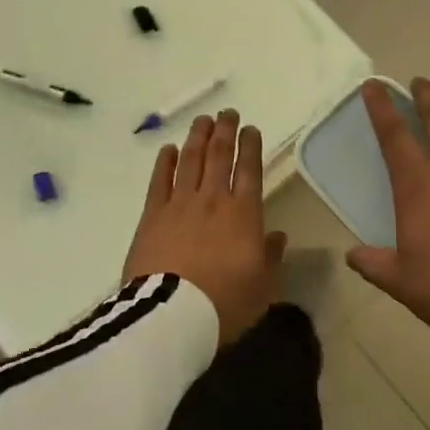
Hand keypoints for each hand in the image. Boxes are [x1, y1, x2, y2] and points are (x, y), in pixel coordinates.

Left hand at [123, 109, 286, 344]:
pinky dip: (165, 162)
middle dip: (225, 131)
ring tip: (203, 120)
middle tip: (228, 113)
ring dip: (198, 137)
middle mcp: (213, 200)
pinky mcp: (152, 215)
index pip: (249, 171)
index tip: (251, 129)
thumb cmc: (224, 305)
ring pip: (190, 160)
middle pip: (219, 156)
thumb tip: (277, 236)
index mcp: (243, 215)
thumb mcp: (262, 288)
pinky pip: (159, 180)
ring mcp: (179, 204)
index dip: (251, 147)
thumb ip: (270, 258)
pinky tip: (169, 149)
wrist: (172, 315)